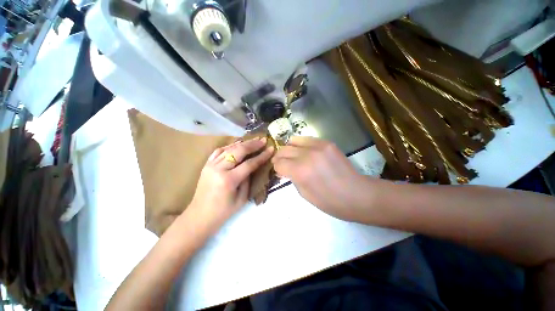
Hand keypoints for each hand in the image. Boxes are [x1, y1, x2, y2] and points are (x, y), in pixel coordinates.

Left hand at [186, 138, 273, 232]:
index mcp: (229, 180)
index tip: (271, 149)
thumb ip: (248, 179)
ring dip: (242, 143)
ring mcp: (210, 165)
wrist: (200, 216)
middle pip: (238, 151)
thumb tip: (252, 165)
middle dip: (253, 145)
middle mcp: (218, 169)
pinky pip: (219, 151)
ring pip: (229, 149)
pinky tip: (237, 144)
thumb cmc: (224, 211)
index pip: (249, 164)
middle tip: (263, 140)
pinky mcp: (206, 165)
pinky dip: (229, 146)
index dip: (261, 156)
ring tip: (253, 140)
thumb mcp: (242, 198)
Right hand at [272, 137, 371, 220]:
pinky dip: (301, 145)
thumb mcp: (304, 194)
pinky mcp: (327, 142)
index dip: (276, 168)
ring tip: (293, 156)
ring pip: (293, 141)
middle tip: (283, 164)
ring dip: (289, 149)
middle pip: (284, 150)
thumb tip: (284, 169)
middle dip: (280, 158)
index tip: (279, 171)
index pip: (279, 163)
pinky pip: (307, 139)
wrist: (357, 194)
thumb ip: (291, 178)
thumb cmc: (329, 201)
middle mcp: (307, 155)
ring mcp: (318, 146)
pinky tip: (305, 153)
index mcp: (300, 171)